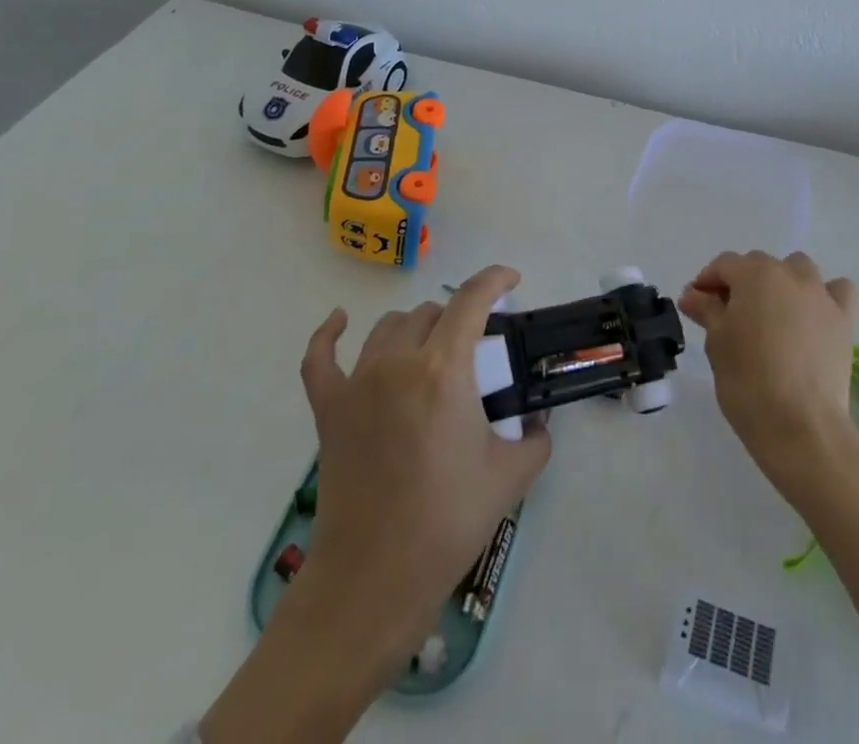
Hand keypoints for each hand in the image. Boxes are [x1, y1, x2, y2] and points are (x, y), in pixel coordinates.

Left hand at [203, 266, 550, 743]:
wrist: (375, 579)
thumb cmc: (448, 522)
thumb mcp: (512, 476)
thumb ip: (536, 438)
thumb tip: (538, 422)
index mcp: (444, 369)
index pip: (472, 301)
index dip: (495, 280)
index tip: (511, 280)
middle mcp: (399, 362)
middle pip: (432, 313)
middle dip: (459, 319)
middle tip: (477, 349)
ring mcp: (358, 383)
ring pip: (390, 328)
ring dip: (417, 328)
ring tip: (432, 350)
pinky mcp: (328, 409)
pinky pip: (321, 358)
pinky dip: (329, 335)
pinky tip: (339, 321)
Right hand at [678, 250, 858, 497]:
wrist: (801, 426)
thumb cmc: (748, 381)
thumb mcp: (716, 343)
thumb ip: (706, 310)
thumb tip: (692, 294)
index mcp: (754, 274)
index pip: (724, 265)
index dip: (706, 282)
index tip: (696, 305)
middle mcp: (790, 274)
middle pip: (759, 265)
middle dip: (741, 283)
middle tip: (728, 316)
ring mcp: (821, 295)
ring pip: (798, 270)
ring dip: (781, 283)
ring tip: (771, 315)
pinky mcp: (844, 321)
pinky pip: (837, 292)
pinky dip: (825, 295)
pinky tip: (813, 315)